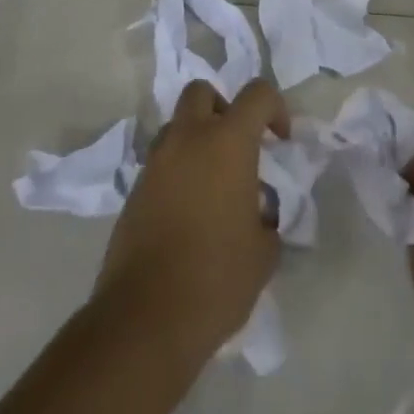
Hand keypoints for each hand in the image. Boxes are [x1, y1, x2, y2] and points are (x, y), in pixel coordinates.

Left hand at [94, 78, 289, 364]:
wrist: (144, 320)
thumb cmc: (215, 279)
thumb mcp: (263, 253)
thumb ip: (267, 220)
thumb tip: (260, 216)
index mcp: (227, 142)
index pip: (257, 94)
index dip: (275, 108)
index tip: (280, 141)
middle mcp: (189, 139)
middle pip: (202, 92)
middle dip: (222, 109)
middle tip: (236, 147)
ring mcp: (156, 163)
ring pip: (177, 126)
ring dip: (195, 140)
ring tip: (211, 185)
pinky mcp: (133, 191)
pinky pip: (160, 163)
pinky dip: (177, 173)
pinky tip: (188, 214)